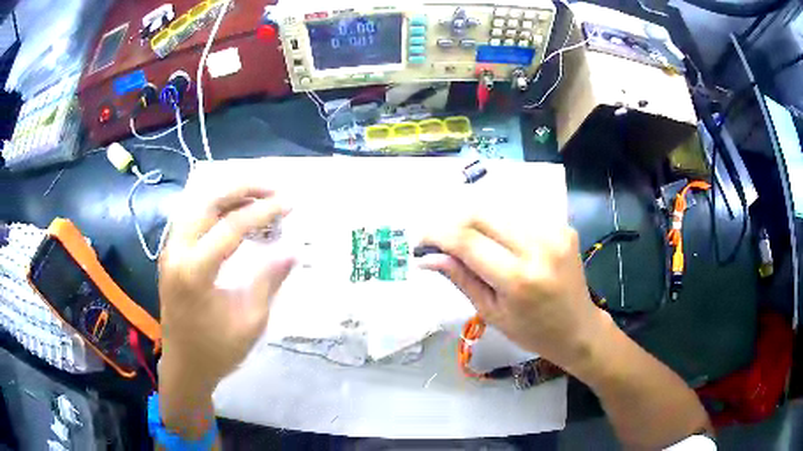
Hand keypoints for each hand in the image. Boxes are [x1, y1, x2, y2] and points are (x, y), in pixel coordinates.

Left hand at [158, 185, 294, 390]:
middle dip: (242, 189)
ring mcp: (170, 251)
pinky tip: (232, 214)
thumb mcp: (250, 321)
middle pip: (208, 202)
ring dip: (227, 196)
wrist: (185, 366)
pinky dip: (214, 209)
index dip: (263, 211)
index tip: (289, 204)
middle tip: (272, 188)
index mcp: (194, 271)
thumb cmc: (217, 350)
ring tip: (257, 197)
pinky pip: (191, 219)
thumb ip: (268, 281)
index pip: (231, 226)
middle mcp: (177, 252)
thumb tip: (292, 252)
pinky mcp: (171, 255)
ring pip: (197, 206)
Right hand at [418, 215, 607, 370]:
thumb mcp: (491, 312)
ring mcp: (555, 231)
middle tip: (440, 237)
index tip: (420, 239)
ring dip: (476, 220)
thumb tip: (426, 257)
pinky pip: (520, 215)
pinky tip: (498, 240)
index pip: (467, 241)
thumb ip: (460, 278)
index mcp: (519, 279)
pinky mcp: (563, 225)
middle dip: (454, 220)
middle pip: (482, 213)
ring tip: (467, 240)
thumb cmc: (532, 331)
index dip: (437, 235)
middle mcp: (539, 247)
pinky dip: (500, 223)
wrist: (579, 327)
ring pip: (500, 209)